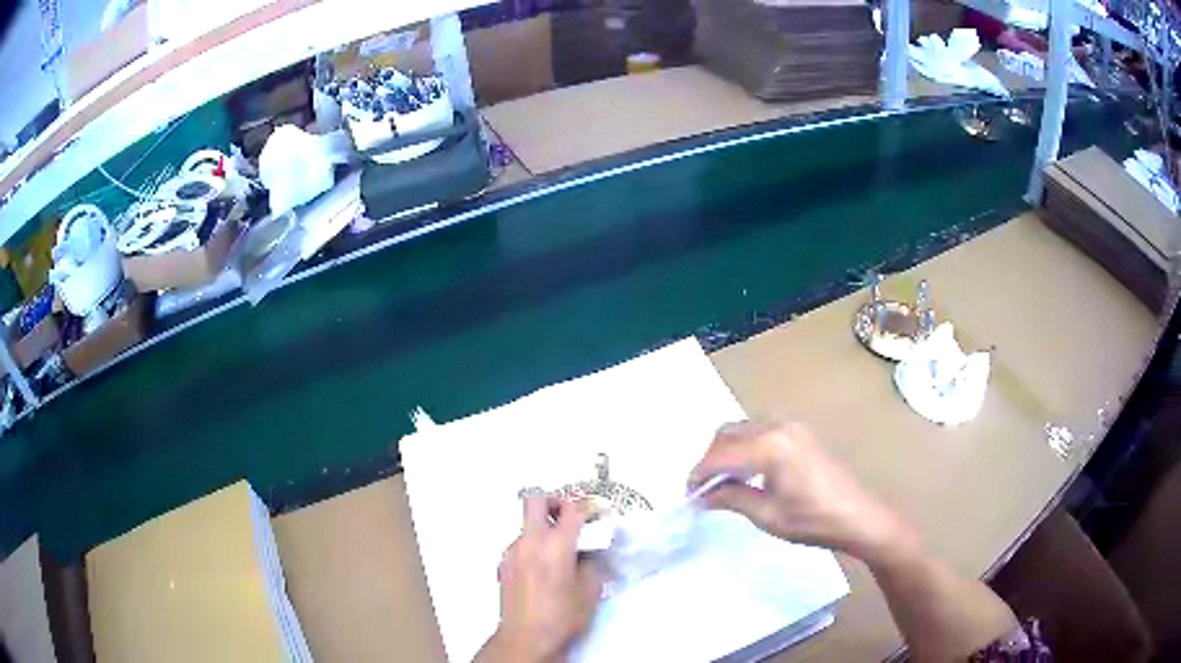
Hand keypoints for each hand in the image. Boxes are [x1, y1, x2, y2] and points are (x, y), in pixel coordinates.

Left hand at [476, 497, 603, 662]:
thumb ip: (592, 563)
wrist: (525, 638)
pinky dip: (533, 546)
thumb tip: (591, 549)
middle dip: (555, 501)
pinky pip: (520, 543)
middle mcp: (529, 541)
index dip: (589, 506)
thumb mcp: (590, 591)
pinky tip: (543, 569)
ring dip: (543, 527)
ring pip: (526, 523)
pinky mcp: (503, 563)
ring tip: (559, 552)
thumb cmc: (563, 616)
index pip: (572, 509)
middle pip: (536, 499)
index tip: (599, 513)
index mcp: (555, 545)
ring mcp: (512, 551)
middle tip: (569, 517)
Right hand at [689, 420, 916, 563]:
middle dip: (710, 459)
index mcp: (770, 446)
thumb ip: (731, 498)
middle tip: (703, 489)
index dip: (699, 474)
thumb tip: (702, 496)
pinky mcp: (799, 434)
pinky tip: (746, 473)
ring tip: (721, 483)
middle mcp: (778, 427)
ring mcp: (791, 427)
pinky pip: (759, 433)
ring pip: (743, 431)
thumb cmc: (812, 520)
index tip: (688, 495)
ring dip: (726, 452)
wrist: (857, 516)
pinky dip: (744, 448)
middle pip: (728, 434)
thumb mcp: (766, 515)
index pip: (720, 455)